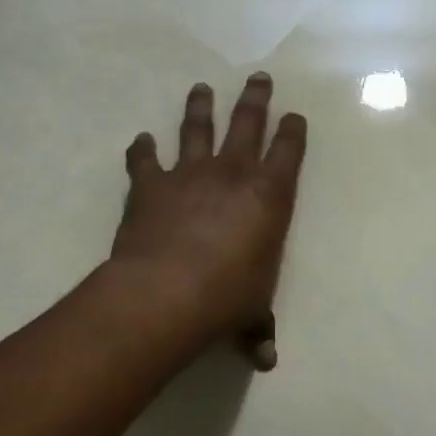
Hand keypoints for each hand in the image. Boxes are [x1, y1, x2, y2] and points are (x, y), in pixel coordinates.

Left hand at [112, 73, 307, 367]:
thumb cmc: (226, 298)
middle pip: (247, 124)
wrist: (167, 292)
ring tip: (201, 87)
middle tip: (258, 77)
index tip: (295, 115)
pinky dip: (142, 149)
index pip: (288, 153)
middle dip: (255, 99)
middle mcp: (232, 174)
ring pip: (197, 129)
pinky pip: (145, 161)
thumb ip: (257, 327)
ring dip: (200, 107)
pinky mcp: (151, 186)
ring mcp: (190, 175)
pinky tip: (141, 140)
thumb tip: (266, 359)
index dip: (293, 132)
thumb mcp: (250, 312)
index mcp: (269, 196)